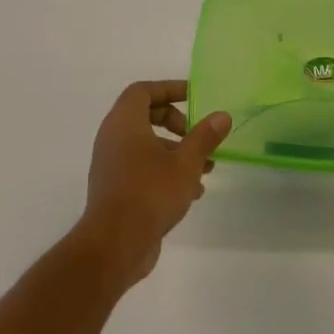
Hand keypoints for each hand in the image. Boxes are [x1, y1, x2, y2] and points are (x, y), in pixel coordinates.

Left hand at [83, 79, 229, 283]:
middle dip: (177, 122)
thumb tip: (222, 116)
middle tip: (198, 134)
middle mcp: (113, 139)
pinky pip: (142, 167)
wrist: (115, 244)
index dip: (169, 89)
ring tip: (206, 168)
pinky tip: (192, 191)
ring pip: (147, 145)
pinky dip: (166, 170)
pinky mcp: (116, 188)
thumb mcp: (186, 162)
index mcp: (124, 123)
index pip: (143, 91)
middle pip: (145, 116)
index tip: (194, 96)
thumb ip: (204, 136)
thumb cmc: (150, 192)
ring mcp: (112, 165)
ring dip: (177, 151)